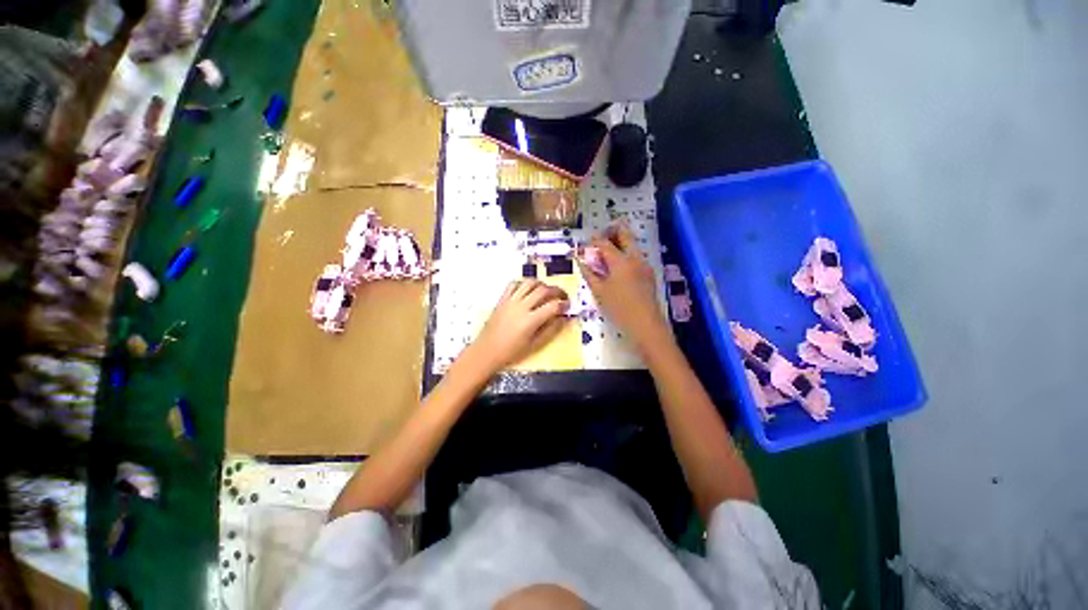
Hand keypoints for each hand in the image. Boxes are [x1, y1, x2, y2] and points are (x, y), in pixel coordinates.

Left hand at [461, 280, 568, 377]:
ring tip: (546, 290)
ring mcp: (510, 301)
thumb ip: (550, 330)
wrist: (486, 351)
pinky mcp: (502, 299)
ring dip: (541, 284)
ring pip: (529, 283)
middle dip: (557, 290)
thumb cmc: (511, 352)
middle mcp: (521, 307)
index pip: (553, 306)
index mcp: (530, 321)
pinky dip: (523, 283)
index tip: (568, 306)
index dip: (564, 304)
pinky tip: (528, 290)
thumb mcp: (534, 345)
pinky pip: (514, 284)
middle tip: (562, 296)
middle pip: (543, 290)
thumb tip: (563, 318)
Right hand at [578, 223, 669, 352]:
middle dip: (611, 232)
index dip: (593, 240)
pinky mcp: (648, 274)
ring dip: (619, 244)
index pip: (604, 242)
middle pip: (625, 234)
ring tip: (605, 256)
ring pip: (632, 245)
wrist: (646, 324)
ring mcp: (644, 265)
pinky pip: (635, 257)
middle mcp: (635, 258)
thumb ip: (589, 274)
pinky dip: (625, 256)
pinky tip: (617, 269)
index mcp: (620, 261)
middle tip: (600, 239)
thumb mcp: (599, 292)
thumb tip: (581, 261)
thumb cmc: (619, 308)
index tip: (585, 243)